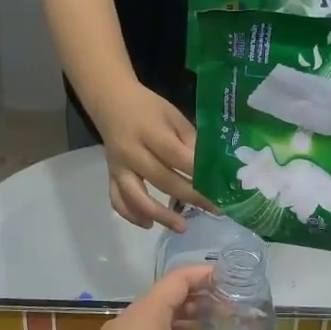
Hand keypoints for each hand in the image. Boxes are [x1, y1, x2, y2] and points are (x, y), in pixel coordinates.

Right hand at [93, 82, 212, 231]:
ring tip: (183, 227)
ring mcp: (119, 166)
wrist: (111, 102)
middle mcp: (132, 152)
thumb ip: (190, 140)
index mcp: (150, 131)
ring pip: (137, 196)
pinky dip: (132, 215)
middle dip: (191, 197)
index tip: (219, 186)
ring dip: (160, 215)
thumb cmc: (148, 107)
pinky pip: (118, 200)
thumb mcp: (173, 115)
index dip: (198, 172)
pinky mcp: (111, 176)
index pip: (176, 156)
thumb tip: (211, 167)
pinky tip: (149, 224)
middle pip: (162, 179)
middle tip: (215, 210)